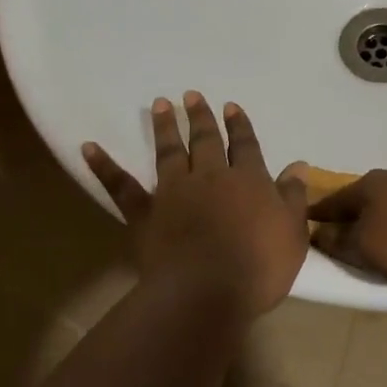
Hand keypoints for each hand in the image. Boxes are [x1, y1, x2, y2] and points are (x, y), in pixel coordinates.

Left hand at [83, 93, 308, 318]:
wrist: (207, 291)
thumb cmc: (259, 267)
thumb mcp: (292, 233)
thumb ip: (293, 197)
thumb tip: (298, 165)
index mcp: (248, 180)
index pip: (245, 146)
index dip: (240, 126)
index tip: (232, 107)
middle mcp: (210, 177)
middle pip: (206, 141)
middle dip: (201, 117)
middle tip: (192, 95)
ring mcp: (174, 192)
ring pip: (169, 151)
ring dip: (166, 127)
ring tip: (161, 104)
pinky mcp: (144, 212)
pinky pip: (120, 185)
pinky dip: (104, 165)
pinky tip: (88, 147)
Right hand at [300, 169, 386, 289]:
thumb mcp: (369, 248)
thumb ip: (340, 241)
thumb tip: (320, 232)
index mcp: (368, 185)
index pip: (328, 202)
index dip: (313, 219)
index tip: (301, 234)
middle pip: (360, 202)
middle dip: (347, 221)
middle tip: (338, 247)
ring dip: (378, 224)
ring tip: (375, 249)